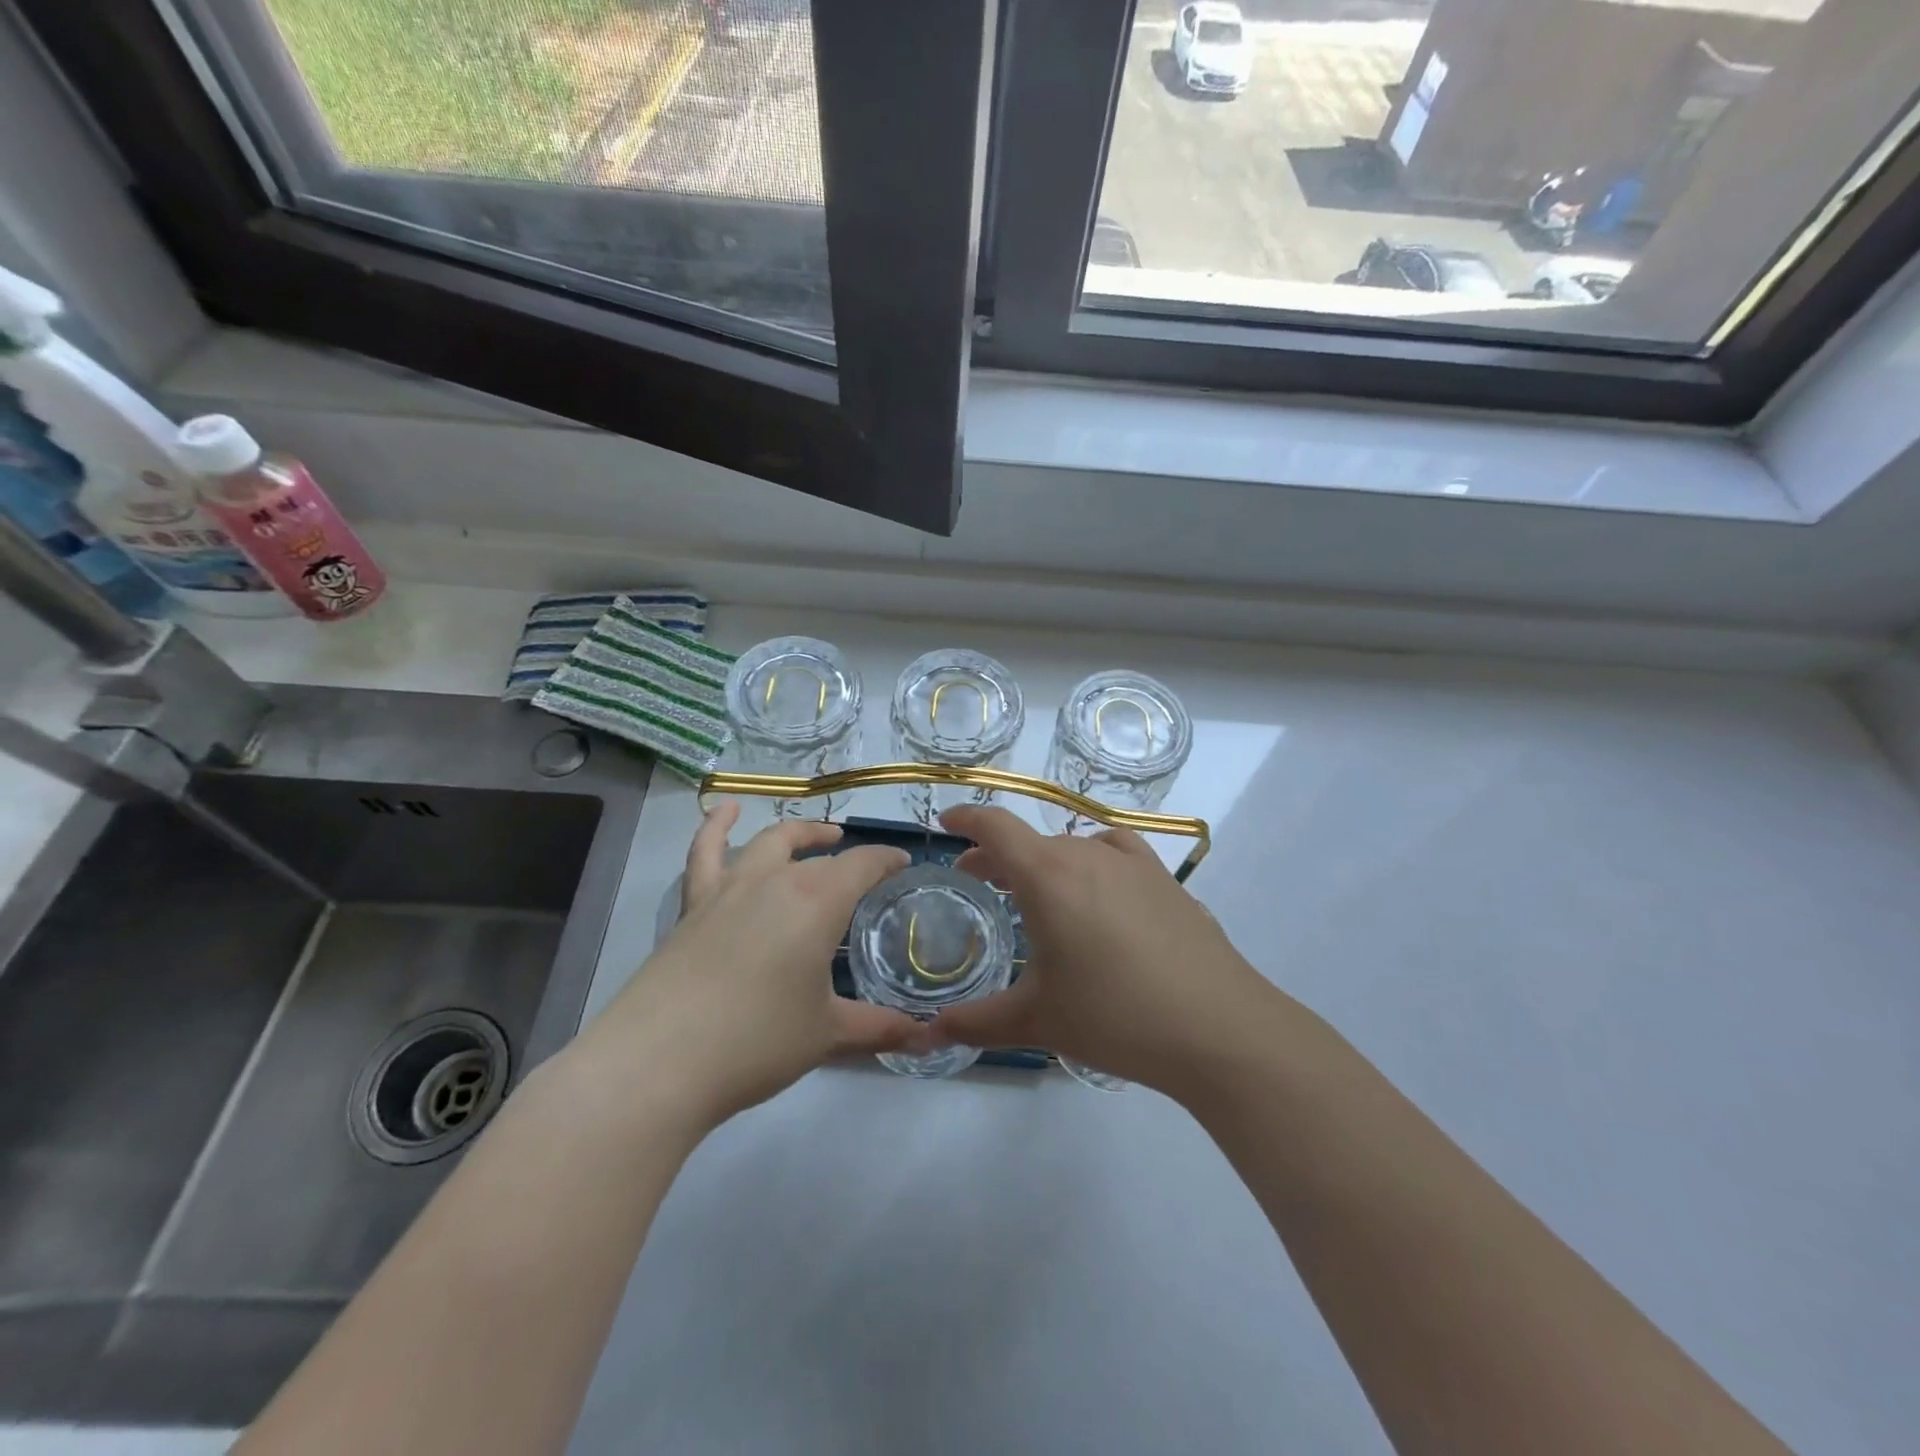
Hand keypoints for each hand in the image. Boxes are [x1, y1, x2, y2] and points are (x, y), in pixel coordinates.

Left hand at [574, 803, 927, 1129]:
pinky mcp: (693, 905)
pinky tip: (724, 811)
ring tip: (815, 834)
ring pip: (769, 843)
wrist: (660, 1059)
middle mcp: (776, 881)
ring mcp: (729, 888)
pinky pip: (704, 853)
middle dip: (846, 853)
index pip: (863, 865)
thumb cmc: (757, 1041)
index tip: (902, 864)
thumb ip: (878, 1028)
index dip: (887, 860)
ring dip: (797, 834)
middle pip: (818, 853)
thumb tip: (925, 1037)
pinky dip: (715, 826)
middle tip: (863, 865)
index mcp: (818, 901)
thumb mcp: (827, 1035)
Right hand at [932, 806, 1273, 1095]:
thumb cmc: (1114, 1016)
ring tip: (1038, 891)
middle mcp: (1088, 855)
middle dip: (999, 855)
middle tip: (980, 880)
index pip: (996, 826)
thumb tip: (927, 1036)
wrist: (1217, 1027)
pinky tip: (1100, 891)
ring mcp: (1133, 864)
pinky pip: (1115, 854)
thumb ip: (976, 1023)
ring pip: (1073, 847)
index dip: (967, 817)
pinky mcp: (1166, 881)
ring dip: (1045, 861)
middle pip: (1031, 840)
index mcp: (1048, 875)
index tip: (946, 822)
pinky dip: (1092, 862)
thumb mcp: (1037, 1019)